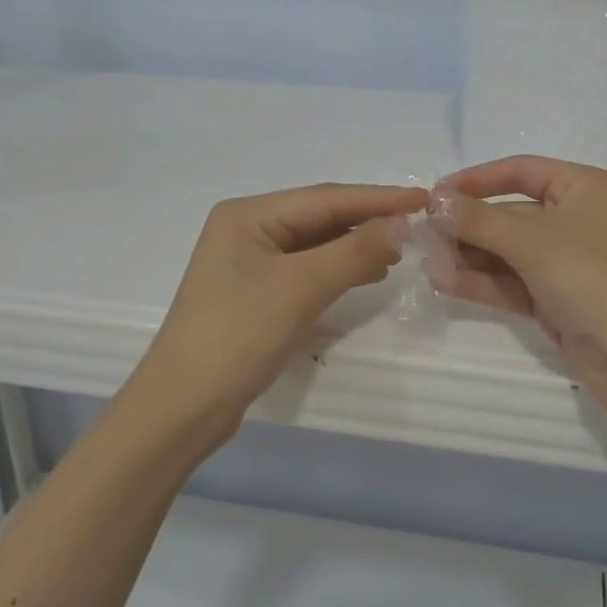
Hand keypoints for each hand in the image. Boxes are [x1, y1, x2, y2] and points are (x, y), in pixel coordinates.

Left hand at [128, 183, 428, 449]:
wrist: (182, 408)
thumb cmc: (236, 337)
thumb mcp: (299, 289)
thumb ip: (353, 252)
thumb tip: (400, 225)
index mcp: (248, 215)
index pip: (325, 198)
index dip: (378, 198)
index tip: (424, 197)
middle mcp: (246, 229)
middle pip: (319, 217)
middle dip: (367, 220)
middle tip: (417, 225)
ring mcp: (249, 263)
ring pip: (315, 244)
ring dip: (356, 245)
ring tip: (399, 250)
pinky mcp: (256, 294)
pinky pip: (307, 270)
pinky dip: (338, 269)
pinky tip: (367, 274)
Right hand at [432, 157, 606, 437]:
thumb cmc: (595, 279)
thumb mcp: (533, 241)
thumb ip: (478, 220)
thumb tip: (434, 201)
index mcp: (583, 188)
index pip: (520, 171)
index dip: (475, 180)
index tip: (433, 194)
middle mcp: (576, 219)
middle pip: (509, 213)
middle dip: (467, 225)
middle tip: (421, 235)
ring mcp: (566, 262)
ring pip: (507, 251)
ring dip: (468, 255)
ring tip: (426, 261)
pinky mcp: (557, 299)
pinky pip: (511, 282)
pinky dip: (481, 281)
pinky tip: (443, 281)